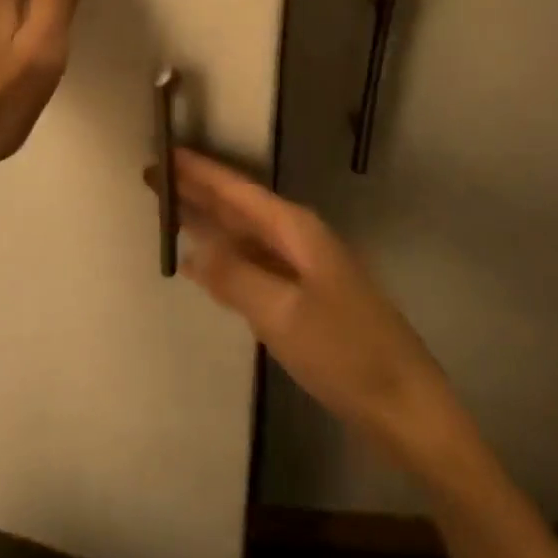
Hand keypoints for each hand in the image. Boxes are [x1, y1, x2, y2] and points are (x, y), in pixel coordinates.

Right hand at [150, 149, 452, 460]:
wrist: (405, 405)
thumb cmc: (345, 353)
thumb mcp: (282, 314)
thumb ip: (235, 277)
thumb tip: (193, 249)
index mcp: (296, 230)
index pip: (236, 190)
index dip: (199, 171)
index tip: (162, 152)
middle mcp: (299, 239)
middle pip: (239, 206)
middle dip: (197, 190)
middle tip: (152, 176)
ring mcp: (303, 269)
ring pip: (244, 233)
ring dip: (208, 220)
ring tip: (169, 207)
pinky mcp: (303, 297)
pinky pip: (252, 262)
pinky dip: (225, 255)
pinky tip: (204, 261)